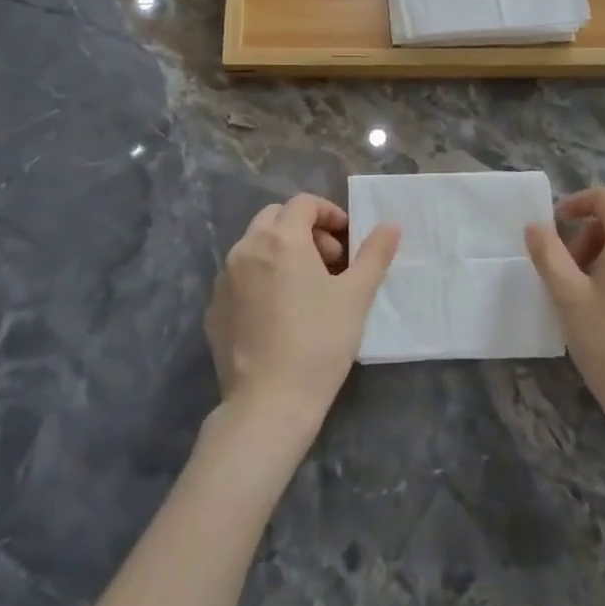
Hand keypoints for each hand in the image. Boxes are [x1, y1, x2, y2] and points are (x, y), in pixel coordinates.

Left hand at [205, 194, 399, 442]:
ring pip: (255, 247)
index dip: (329, 213)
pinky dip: (261, 279)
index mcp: (281, 239)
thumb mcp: (357, 295)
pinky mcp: (213, 309)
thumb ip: (375, 254)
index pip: (303, 203)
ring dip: (282, 253)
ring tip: (306, 289)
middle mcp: (246, 249)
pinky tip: (279, 314)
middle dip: (304, 230)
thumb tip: (390, 225)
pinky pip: (240, 278)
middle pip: (275, 219)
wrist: (269, 402)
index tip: (348, 240)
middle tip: (330, 262)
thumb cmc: (320, 341)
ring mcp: (224, 279)